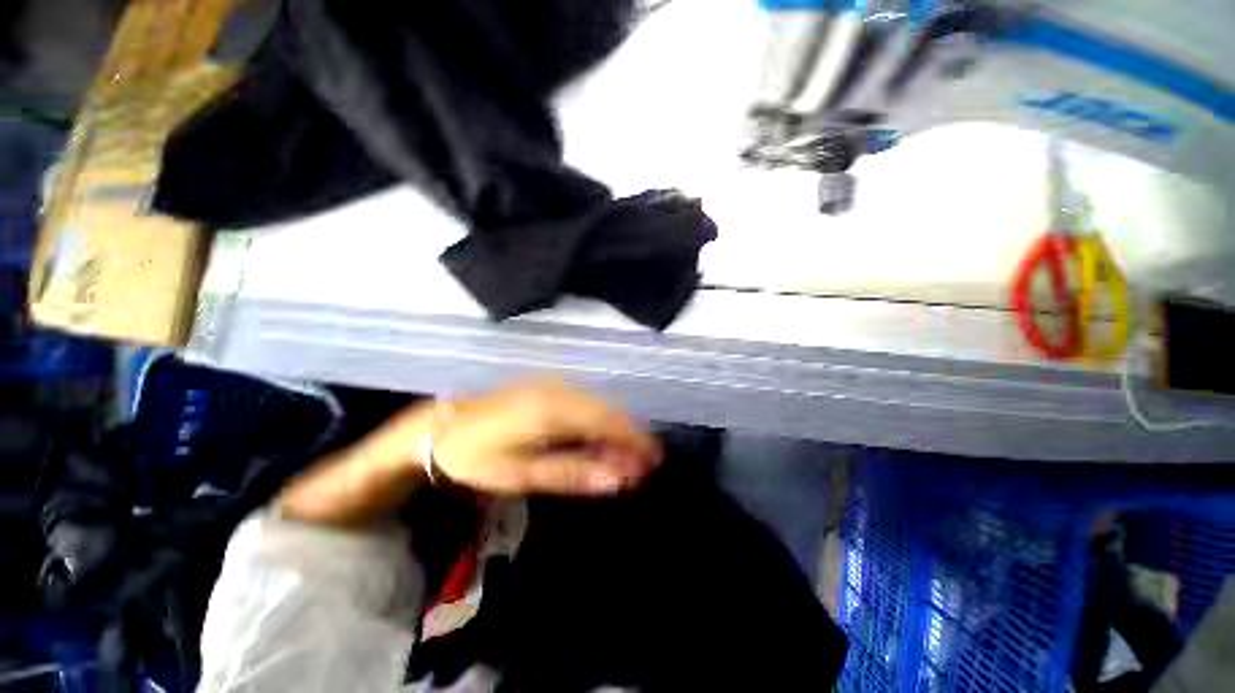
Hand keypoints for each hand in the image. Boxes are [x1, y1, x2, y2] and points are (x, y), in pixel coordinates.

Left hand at [391, 379, 662, 495]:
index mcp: (552, 409)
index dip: (633, 440)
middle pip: (606, 410)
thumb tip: (617, 479)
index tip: (653, 459)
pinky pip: (583, 401)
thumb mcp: (522, 474)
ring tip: (625, 455)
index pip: (606, 422)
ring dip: (614, 428)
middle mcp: (558, 389)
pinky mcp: (546, 387)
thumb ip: (573, 473)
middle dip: (628, 435)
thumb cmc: (477, 457)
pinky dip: (597, 420)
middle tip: (643, 463)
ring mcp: (551, 384)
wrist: (441, 429)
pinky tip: (599, 438)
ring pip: (597, 404)